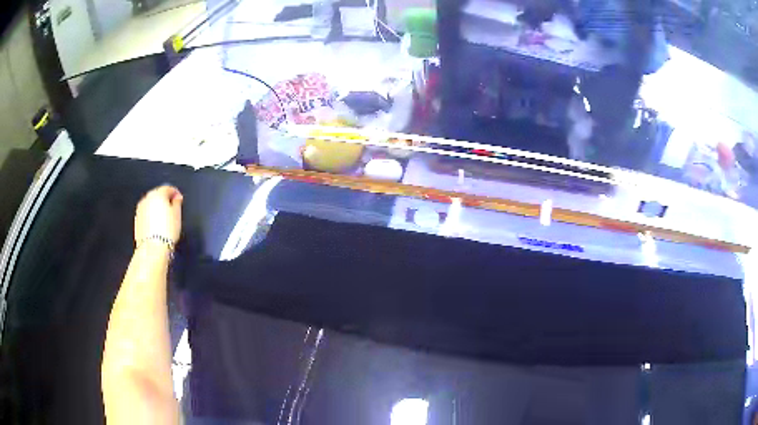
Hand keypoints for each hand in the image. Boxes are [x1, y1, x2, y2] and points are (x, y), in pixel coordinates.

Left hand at [134, 186, 182, 244]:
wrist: (153, 248)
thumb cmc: (165, 232)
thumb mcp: (177, 215)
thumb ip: (177, 202)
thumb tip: (176, 198)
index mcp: (157, 194)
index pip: (168, 188)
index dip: (176, 193)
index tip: (179, 200)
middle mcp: (147, 199)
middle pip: (158, 195)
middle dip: (165, 201)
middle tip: (173, 211)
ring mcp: (140, 209)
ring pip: (151, 205)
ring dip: (158, 209)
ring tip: (165, 220)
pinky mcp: (137, 220)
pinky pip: (146, 214)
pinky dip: (152, 217)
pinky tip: (158, 226)